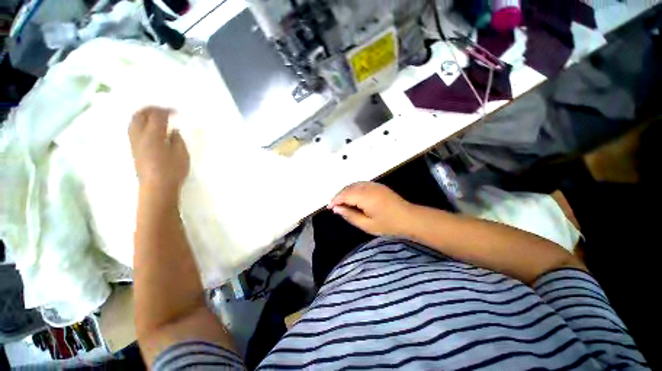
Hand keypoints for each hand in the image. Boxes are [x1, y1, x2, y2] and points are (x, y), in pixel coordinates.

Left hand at [129, 107, 189, 193]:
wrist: (157, 187)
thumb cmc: (172, 171)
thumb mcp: (181, 154)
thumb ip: (177, 140)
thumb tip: (173, 130)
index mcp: (153, 135)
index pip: (157, 116)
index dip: (166, 110)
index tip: (177, 111)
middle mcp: (140, 136)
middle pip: (139, 115)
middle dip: (151, 109)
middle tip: (163, 110)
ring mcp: (134, 142)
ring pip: (133, 121)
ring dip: (143, 115)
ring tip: (155, 117)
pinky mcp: (134, 149)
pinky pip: (133, 129)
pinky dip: (141, 123)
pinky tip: (150, 128)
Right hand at [328, 182, 415, 235]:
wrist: (409, 218)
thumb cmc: (389, 224)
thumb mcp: (367, 225)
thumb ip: (350, 215)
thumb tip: (337, 209)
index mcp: (365, 197)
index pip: (345, 195)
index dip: (335, 200)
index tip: (329, 207)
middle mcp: (368, 187)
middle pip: (348, 188)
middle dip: (339, 195)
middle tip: (334, 206)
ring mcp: (374, 185)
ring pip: (354, 185)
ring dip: (345, 192)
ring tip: (341, 202)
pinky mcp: (377, 185)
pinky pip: (361, 184)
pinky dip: (353, 189)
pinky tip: (352, 197)